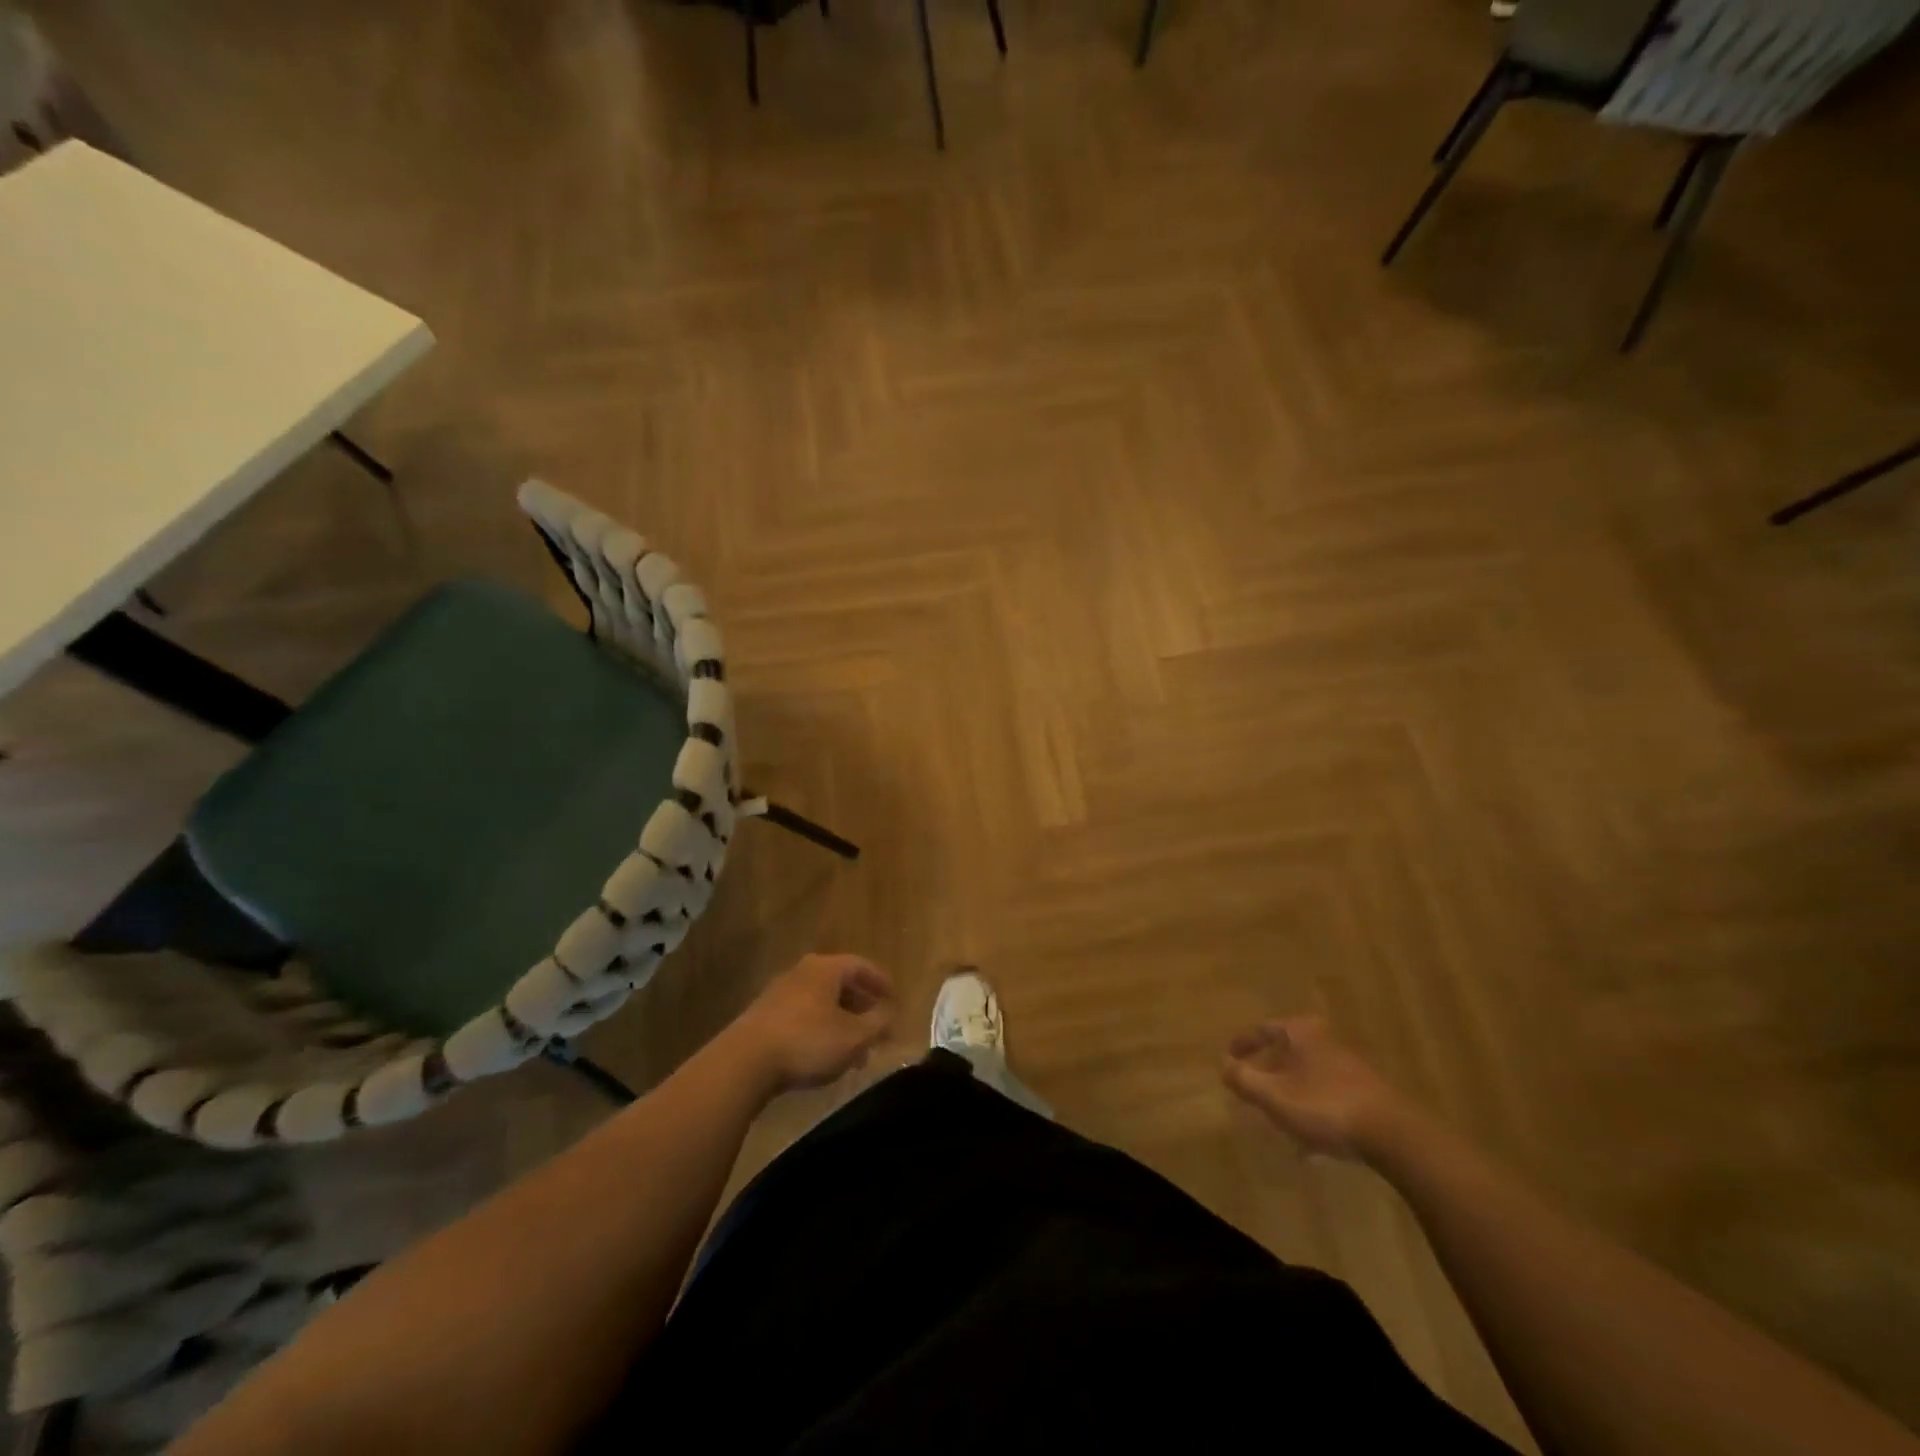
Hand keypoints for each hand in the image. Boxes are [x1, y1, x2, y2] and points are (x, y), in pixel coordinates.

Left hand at [729, 954, 898, 1096]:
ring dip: (842, 1023)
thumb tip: (891, 1011)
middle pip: (841, 984)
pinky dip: (820, 1030)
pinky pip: (803, 1016)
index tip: (896, 1002)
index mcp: (826, 968)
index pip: (862, 966)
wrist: (744, 1062)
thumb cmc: (808, 1042)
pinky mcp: (763, 1015)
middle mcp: (803, 971)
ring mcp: (779, 992)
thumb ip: (879, 1022)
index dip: (883, 983)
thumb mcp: (854, 1036)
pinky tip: (824, 1057)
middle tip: (877, 1032)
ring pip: (822, 1003)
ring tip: (854, 1054)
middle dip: (862, 1008)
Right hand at [1222, 1015, 1410, 1161]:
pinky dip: (1313, 1112)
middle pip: (1288, 1052)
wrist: (1395, 1136)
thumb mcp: (1274, 1096)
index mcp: (1302, 1033)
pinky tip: (1311, 1146)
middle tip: (1253, 1090)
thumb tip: (1224, 1066)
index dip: (1243, 1043)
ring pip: (1309, 1077)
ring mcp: (1350, 1069)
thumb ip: (1244, 1080)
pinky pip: (1329, 1098)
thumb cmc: (1325, 1106)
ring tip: (1279, 1121)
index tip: (1229, 1058)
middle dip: (1270, 1072)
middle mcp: (1326, 1042)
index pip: (1263, 1029)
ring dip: (1292, 1095)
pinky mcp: (1369, 1096)